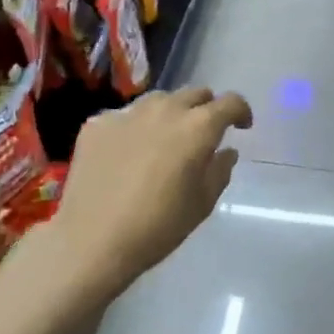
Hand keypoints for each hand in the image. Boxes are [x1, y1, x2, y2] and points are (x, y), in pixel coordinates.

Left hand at [53, 86, 253, 291]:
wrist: (92, 240)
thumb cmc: (158, 226)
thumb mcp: (202, 203)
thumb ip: (219, 170)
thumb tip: (225, 152)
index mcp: (198, 127)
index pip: (230, 102)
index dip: (241, 112)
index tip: (241, 126)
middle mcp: (165, 109)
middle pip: (194, 94)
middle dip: (205, 109)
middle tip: (202, 134)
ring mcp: (127, 112)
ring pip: (158, 101)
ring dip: (170, 114)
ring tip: (164, 140)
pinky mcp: (97, 123)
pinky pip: (124, 116)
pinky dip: (134, 129)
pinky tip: (127, 154)